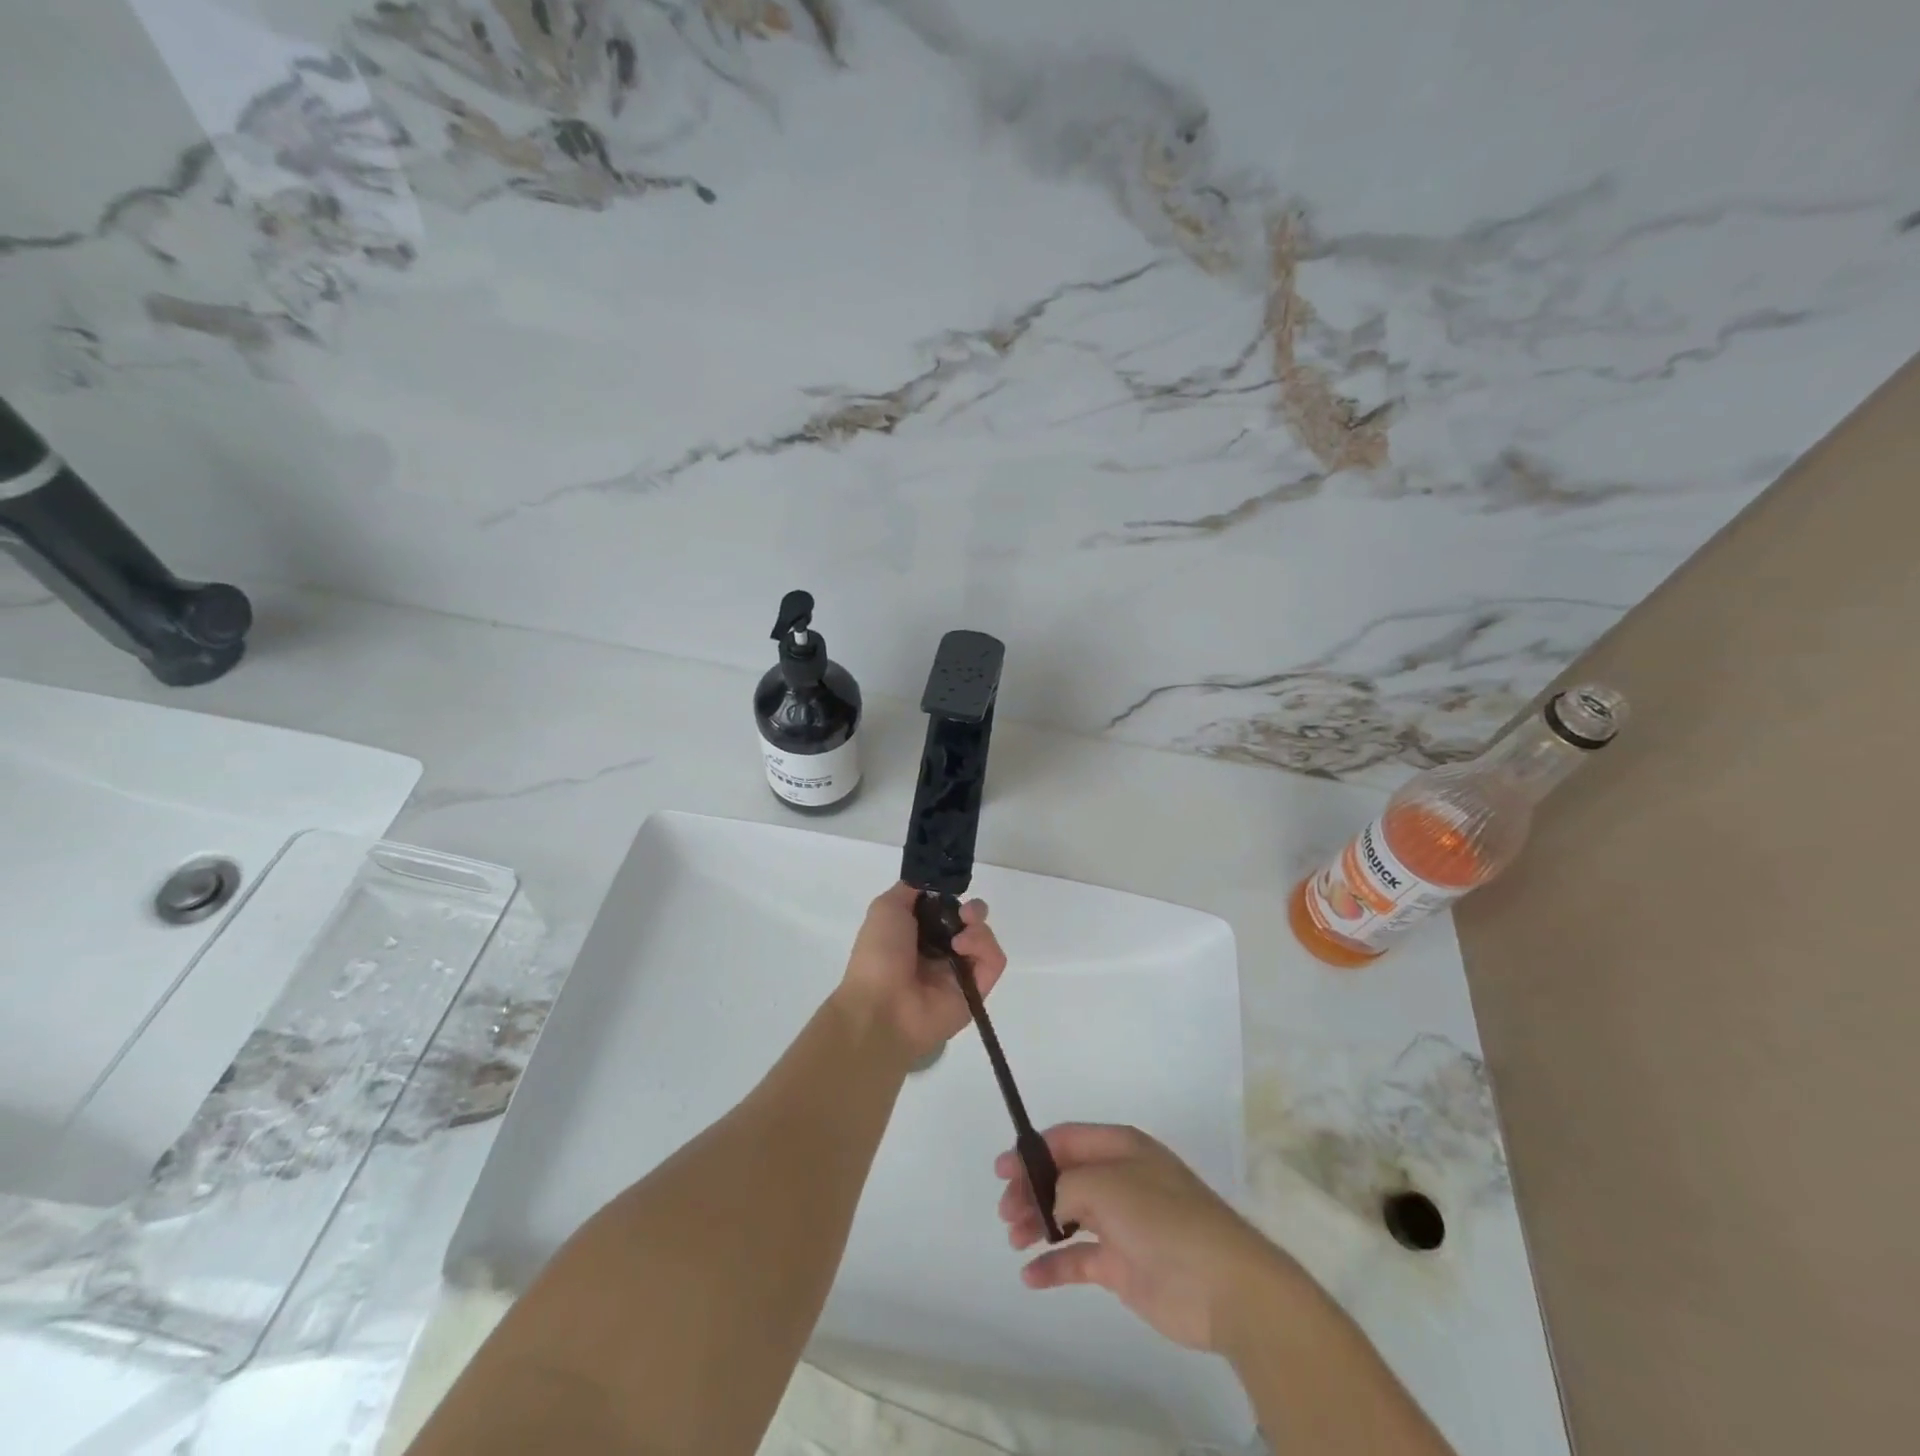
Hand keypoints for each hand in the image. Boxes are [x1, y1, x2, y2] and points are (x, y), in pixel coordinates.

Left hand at [836, 883, 1005, 1061]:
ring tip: (961, 934)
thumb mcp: (886, 908)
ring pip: (984, 938)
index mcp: (916, 934)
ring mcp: (959, 972)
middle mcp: (939, 951)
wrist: (882, 1007)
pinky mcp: (977, 991)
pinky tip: (963, 948)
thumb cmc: (878, 955)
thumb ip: (911, 889)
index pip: (945, 909)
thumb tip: (932, 882)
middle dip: (972, 909)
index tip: (950, 890)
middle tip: (965, 913)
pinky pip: (994, 961)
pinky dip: (985, 948)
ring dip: (978, 927)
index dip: (951, 897)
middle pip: (969, 922)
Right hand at [995, 1123, 1302, 1352]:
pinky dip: (1054, 1266)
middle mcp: (1119, 1179)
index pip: (1067, 1139)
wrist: (1223, 1286)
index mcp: (1120, 1148)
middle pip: (1063, 1176)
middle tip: (1006, 1211)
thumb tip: (1051, 1200)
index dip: (1032, 1151)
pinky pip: (1079, 1259)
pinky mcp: (1123, 1266)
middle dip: (1030, 1189)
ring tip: (1015, 1238)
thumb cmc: (1164, 1219)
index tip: (1002, 1170)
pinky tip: (1030, 1276)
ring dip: (1037, 1224)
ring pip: (1067, 1215)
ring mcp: (1121, 1223)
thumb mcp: (1108, 1185)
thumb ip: (1068, 1185)